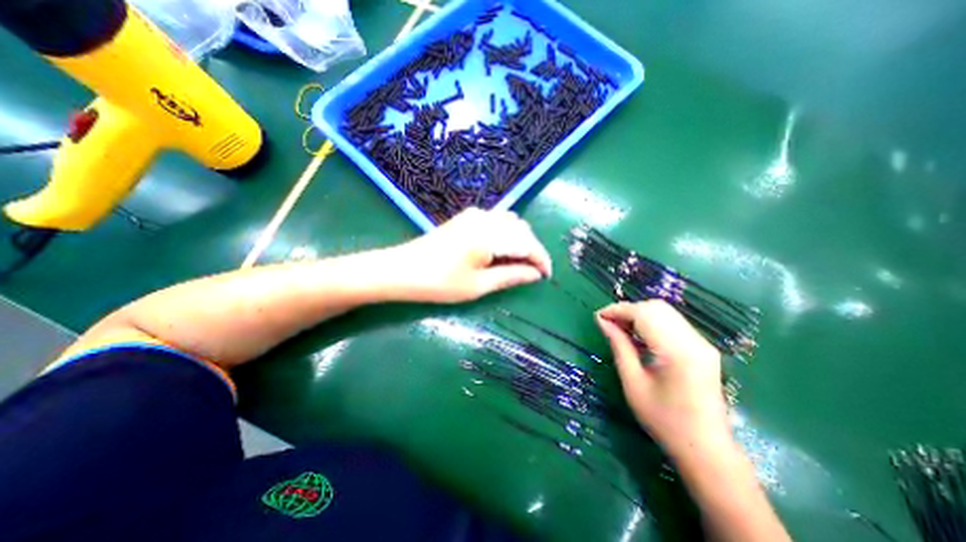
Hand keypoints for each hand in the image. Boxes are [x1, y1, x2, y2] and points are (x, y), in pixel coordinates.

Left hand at [387, 208, 549, 301]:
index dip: (541, 259)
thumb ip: (511, 276)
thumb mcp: (478, 286)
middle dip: (532, 249)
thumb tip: (535, 274)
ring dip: (520, 240)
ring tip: (519, 263)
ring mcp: (475, 214)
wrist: (402, 269)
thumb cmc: (439, 283)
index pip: (527, 243)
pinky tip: (502, 250)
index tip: (547, 275)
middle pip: (522, 229)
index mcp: (489, 235)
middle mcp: (485, 218)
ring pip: (511, 223)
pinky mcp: (467, 217)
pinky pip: (497, 221)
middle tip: (532, 272)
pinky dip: (507, 234)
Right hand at [597, 300, 731, 456]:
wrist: (707, 450)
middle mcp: (694, 341)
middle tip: (608, 323)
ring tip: (620, 328)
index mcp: (677, 352)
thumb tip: (603, 321)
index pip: (644, 314)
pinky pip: (673, 323)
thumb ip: (619, 346)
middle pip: (656, 308)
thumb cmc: (664, 421)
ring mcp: (702, 344)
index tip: (598, 316)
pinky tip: (638, 336)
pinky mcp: (703, 348)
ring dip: (639, 314)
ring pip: (665, 312)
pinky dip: (651, 322)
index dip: (618, 310)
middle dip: (628, 310)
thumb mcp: (633, 383)